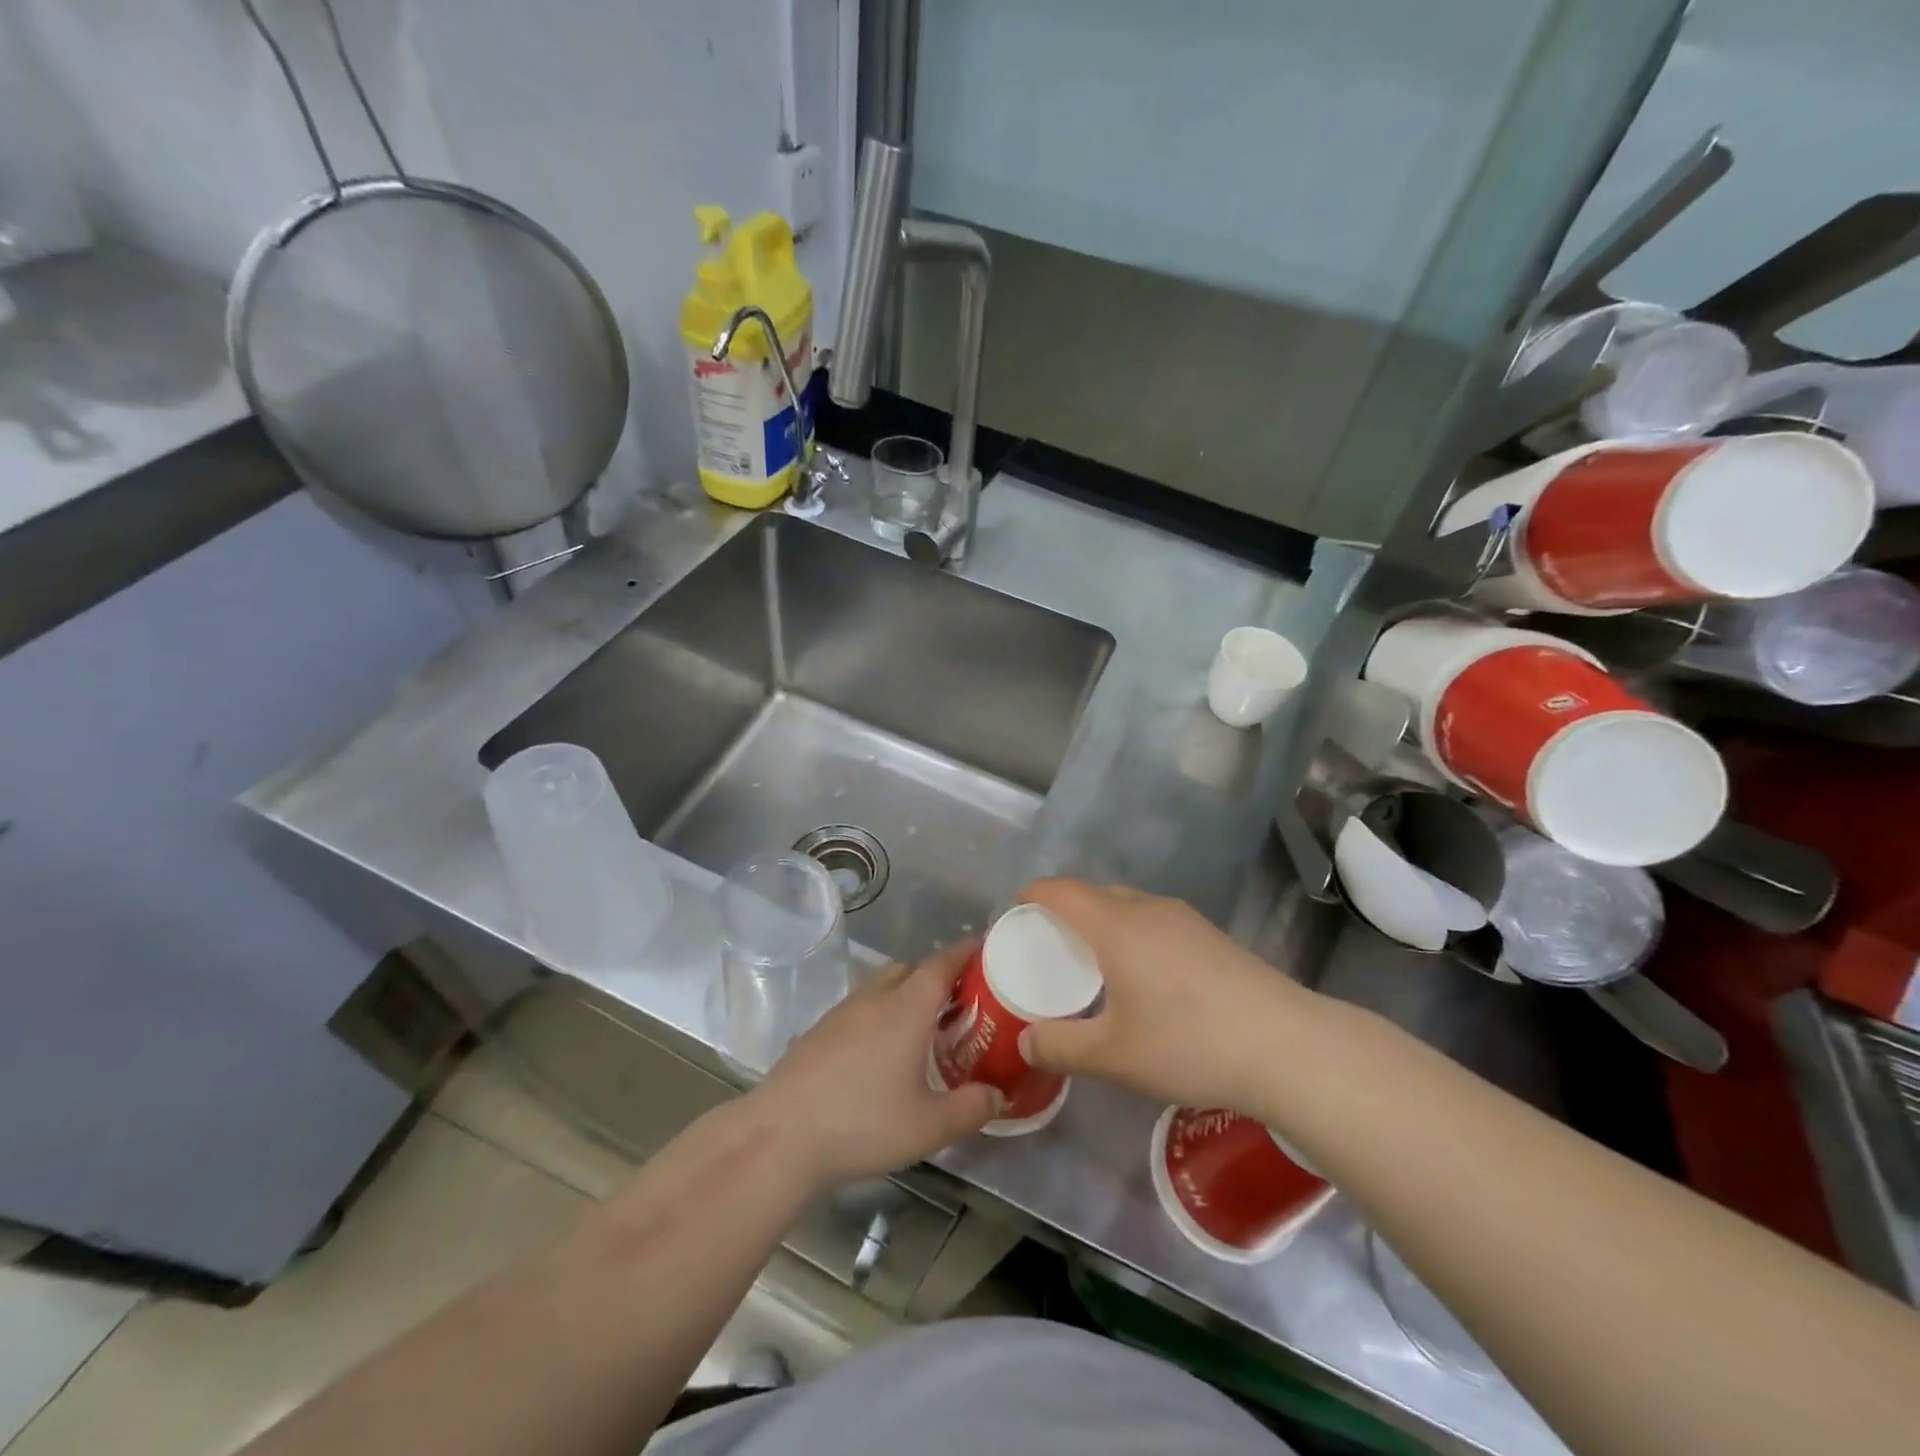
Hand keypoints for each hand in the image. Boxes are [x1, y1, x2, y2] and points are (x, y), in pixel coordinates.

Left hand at [748, 942, 1000, 1189]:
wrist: (781, 1136)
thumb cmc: (863, 1124)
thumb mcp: (928, 1126)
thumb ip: (970, 1108)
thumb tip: (998, 1096)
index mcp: (907, 1008)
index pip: (942, 963)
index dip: (965, 952)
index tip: (985, 949)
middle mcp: (875, 998)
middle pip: (910, 968)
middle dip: (936, 974)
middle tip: (959, 1000)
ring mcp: (842, 1012)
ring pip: (881, 985)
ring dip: (905, 992)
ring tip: (922, 1025)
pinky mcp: (819, 1031)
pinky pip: (859, 1006)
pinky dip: (879, 1012)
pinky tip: (880, 1050)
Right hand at [1017, 878, 1313, 1113]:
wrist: (1288, 1047)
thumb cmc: (1189, 1043)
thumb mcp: (1114, 1056)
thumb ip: (1061, 1047)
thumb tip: (1026, 1042)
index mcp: (1114, 925)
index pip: (1059, 890)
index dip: (1031, 894)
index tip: (1015, 915)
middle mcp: (1147, 909)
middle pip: (1094, 893)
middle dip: (1065, 912)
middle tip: (1050, 949)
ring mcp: (1185, 920)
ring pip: (1129, 905)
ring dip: (1103, 923)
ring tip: (1095, 964)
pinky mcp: (1212, 937)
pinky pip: (1156, 921)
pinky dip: (1134, 935)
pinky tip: (1146, 979)